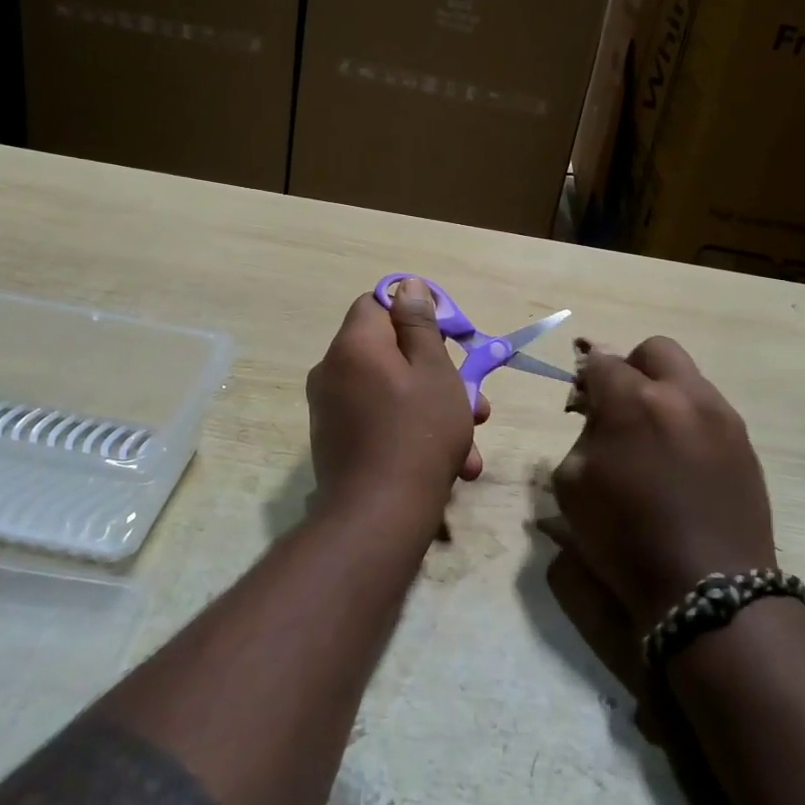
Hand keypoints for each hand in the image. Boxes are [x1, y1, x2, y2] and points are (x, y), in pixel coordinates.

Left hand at [305, 279, 487, 534]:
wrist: (378, 518)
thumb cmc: (418, 433)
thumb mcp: (434, 371)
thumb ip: (420, 324)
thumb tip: (408, 286)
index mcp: (354, 344)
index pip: (377, 303)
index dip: (414, 312)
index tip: (448, 335)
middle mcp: (333, 370)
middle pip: (389, 350)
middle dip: (437, 371)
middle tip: (474, 398)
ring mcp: (331, 409)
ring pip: (391, 391)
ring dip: (433, 408)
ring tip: (471, 442)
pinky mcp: (336, 441)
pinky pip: (379, 420)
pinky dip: (410, 431)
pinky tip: (451, 464)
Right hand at [548, 338, 775, 629]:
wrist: (709, 589)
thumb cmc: (626, 539)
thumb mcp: (573, 487)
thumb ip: (582, 436)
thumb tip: (596, 416)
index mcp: (633, 402)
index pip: (602, 361)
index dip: (586, 377)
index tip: (581, 402)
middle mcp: (681, 395)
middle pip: (654, 350)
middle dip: (631, 368)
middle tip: (621, 406)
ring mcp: (720, 416)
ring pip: (688, 377)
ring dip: (664, 393)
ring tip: (654, 437)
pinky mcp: (744, 442)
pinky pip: (710, 410)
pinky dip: (690, 420)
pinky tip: (682, 461)